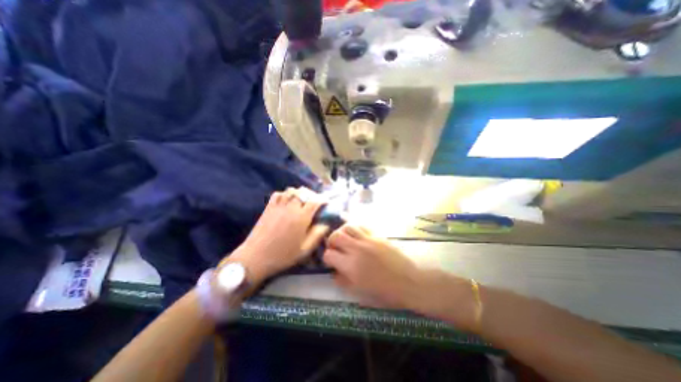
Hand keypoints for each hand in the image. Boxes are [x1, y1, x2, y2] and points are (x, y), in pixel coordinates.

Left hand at [226, 186, 328, 285]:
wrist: (256, 257)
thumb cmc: (283, 255)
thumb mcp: (305, 249)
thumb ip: (317, 235)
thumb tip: (326, 223)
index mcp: (301, 217)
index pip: (315, 201)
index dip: (323, 199)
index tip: (326, 202)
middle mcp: (291, 208)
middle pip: (304, 193)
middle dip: (312, 195)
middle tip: (315, 202)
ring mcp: (278, 206)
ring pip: (291, 191)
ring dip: (299, 193)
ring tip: (302, 200)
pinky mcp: (269, 207)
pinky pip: (278, 194)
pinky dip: (285, 194)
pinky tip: (287, 201)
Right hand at [320, 224, 423, 309]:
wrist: (410, 282)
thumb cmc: (385, 292)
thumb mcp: (360, 293)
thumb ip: (343, 281)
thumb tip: (334, 271)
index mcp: (351, 266)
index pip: (329, 255)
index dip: (327, 258)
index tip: (331, 262)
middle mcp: (357, 249)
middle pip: (336, 236)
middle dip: (331, 241)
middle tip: (335, 247)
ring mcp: (368, 240)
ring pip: (348, 226)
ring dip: (342, 231)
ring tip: (345, 238)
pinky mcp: (377, 236)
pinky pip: (362, 226)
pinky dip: (356, 228)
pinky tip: (357, 235)